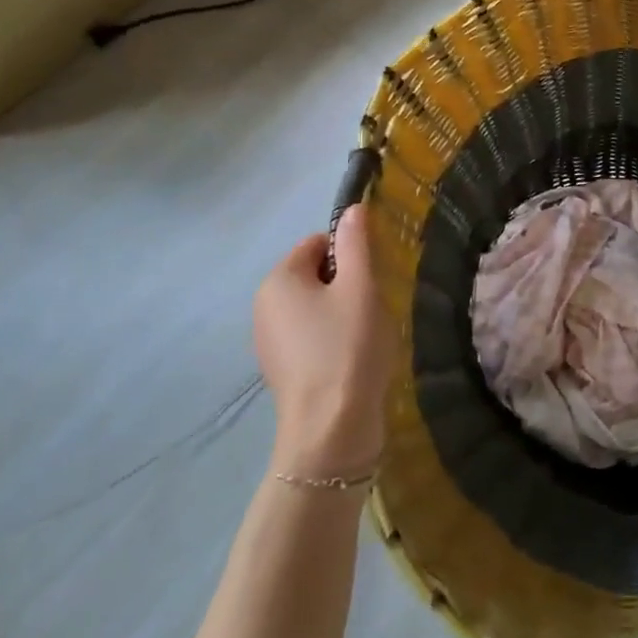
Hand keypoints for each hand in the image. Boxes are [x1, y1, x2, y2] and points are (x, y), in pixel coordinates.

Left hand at [254, 205, 393, 478]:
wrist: (331, 428)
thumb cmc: (348, 347)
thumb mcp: (361, 287)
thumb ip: (357, 244)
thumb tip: (353, 209)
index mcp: (278, 280)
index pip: (318, 244)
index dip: (350, 255)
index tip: (373, 279)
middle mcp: (264, 306)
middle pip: (315, 275)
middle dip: (347, 284)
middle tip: (372, 306)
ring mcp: (269, 341)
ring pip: (315, 307)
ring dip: (343, 312)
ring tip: (366, 335)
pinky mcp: (282, 369)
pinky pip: (311, 336)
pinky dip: (333, 338)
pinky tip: (353, 358)